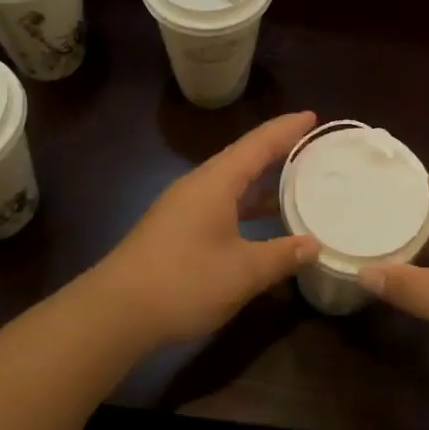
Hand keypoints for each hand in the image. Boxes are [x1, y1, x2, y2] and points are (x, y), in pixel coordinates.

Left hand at [89, 112, 319, 351]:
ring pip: (230, 182)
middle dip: (276, 149)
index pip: (258, 144)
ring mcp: (183, 207)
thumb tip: (314, 244)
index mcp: (215, 182)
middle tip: (310, 145)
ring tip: (295, 179)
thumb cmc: (183, 282)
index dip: (286, 129)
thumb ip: (281, 255)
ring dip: (260, 179)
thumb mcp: (242, 272)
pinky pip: (220, 202)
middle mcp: (198, 186)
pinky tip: (260, 220)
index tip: (313, 117)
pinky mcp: (175, 229)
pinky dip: (245, 203)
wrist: (115, 313)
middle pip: (243, 157)